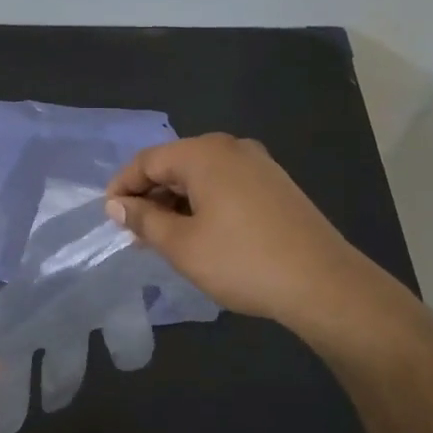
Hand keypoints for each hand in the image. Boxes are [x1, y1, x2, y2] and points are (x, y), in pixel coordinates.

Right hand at [104, 133, 358, 327]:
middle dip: (150, 196)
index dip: (122, 187)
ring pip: (201, 177)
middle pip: (175, 164)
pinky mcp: (276, 186)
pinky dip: (203, 205)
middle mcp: (232, 148)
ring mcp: (259, 165)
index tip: (109, 217)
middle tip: (135, 233)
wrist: (323, 284)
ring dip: (176, 203)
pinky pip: (225, 186)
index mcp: (204, 154)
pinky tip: (201, 235)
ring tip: (164, 239)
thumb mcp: (181, 245)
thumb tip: (116, 205)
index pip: (147, 160)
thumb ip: (144, 220)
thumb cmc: (241, 261)